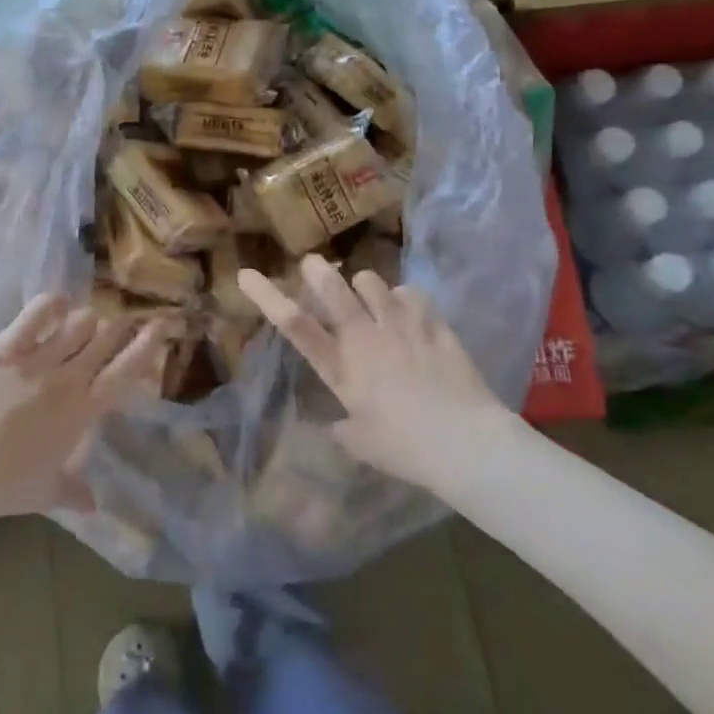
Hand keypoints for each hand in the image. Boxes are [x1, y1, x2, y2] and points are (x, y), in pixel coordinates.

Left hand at [0, 294, 172, 520]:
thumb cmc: (5, 486)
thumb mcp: (48, 493)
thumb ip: (75, 492)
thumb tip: (94, 506)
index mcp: (83, 412)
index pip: (125, 371)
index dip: (146, 346)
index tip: (159, 327)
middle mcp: (67, 380)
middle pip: (104, 339)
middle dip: (117, 327)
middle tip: (118, 324)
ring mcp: (36, 361)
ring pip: (76, 324)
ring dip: (86, 321)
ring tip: (84, 323)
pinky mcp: (4, 349)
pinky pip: (35, 315)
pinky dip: (52, 305)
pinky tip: (58, 303)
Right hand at [238, 255, 518, 492]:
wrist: (467, 443)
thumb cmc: (405, 448)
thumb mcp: (360, 443)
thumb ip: (343, 425)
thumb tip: (338, 420)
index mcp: (341, 367)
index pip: (294, 325)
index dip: (267, 297)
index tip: (246, 274)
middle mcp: (366, 337)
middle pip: (334, 289)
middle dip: (318, 272)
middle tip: (312, 265)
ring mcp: (402, 326)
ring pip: (373, 282)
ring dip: (364, 286)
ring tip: (369, 298)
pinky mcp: (434, 325)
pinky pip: (411, 294)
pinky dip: (402, 299)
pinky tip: (407, 313)